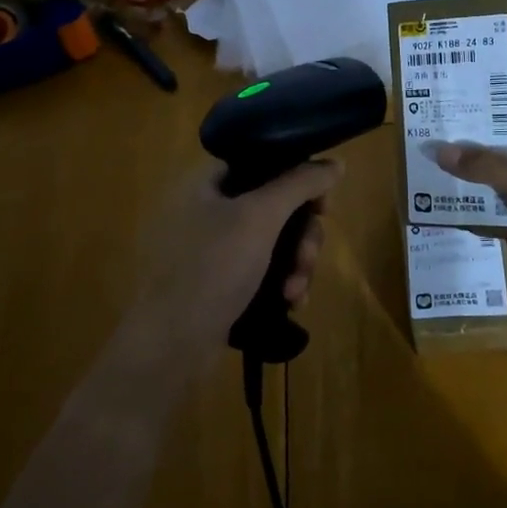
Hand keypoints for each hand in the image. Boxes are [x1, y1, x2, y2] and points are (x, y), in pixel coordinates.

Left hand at [128, 159, 341, 361]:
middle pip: (275, 205)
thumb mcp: (260, 216)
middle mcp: (207, 208)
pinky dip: (280, 282)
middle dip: (302, 235)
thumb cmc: (212, 268)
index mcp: (206, 181)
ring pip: (274, 241)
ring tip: (296, 291)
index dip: (299, 177)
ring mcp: (211, 248)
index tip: (322, 206)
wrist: (170, 345)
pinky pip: (262, 269)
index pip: (263, 162)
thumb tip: (336, 163)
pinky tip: (290, 303)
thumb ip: (300, 183)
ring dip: (296, 263)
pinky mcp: (218, 282)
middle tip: (308, 259)